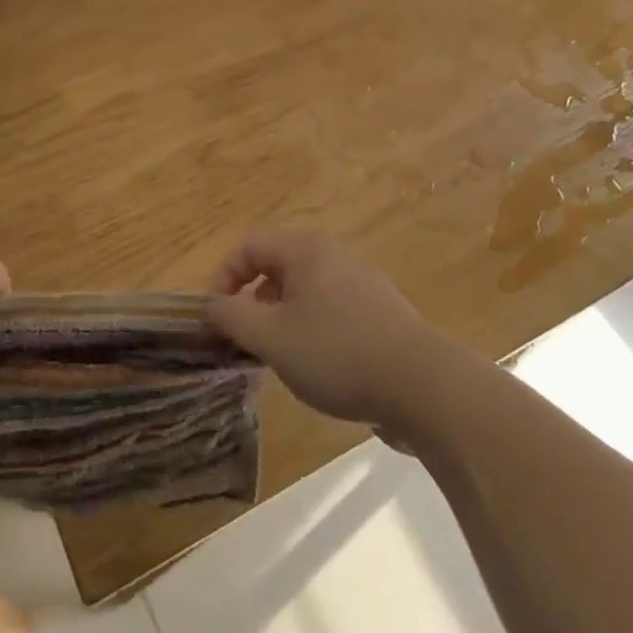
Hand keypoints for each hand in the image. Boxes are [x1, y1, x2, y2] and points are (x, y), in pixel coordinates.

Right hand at [204, 231, 448, 429]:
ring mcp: (360, 282)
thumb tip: (210, 305)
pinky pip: (329, 309)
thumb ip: (231, 316)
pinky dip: (310, 329)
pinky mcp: (378, 312)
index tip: (215, 318)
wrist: (422, 386)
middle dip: (252, 301)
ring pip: (303, 291)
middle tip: (245, 339)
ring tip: (279, 357)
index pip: (248, 246)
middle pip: (276, 266)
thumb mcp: (271, 337)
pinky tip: (317, 366)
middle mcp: (332, 255)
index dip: (223, 278)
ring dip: (280, 318)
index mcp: (305, 250)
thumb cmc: (336, 353)